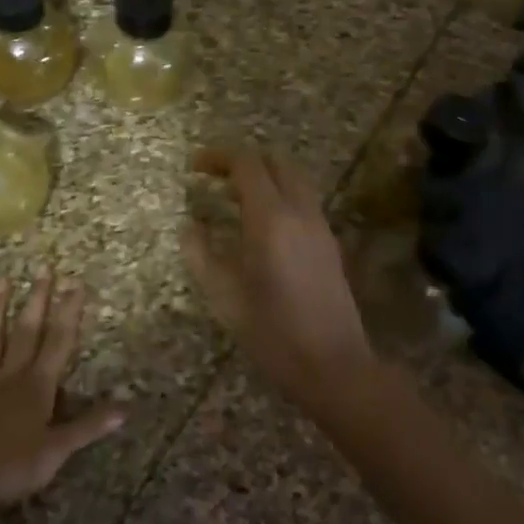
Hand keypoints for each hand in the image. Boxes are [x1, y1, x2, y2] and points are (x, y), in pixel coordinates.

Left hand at [0, 272, 125, 512]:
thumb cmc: (9, 468)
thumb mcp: (56, 451)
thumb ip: (89, 426)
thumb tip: (127, 407)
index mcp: (37, 388)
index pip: (58, 342)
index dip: (68, 312)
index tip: (75, 283)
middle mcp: (9, 378)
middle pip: (26, 332)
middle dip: (37, 300)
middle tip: (43, 268)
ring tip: (2, 280)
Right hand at [181, 146, 375, 405]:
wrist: (333, 365)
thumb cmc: (272, 333)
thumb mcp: (224, 296)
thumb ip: (201, 254)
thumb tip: (190, 226)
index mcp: (271, 218)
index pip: (247, 164)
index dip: (218, 157)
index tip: (194, 167)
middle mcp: (300, 212)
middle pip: (275, 162)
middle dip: (242, 161)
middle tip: (213, 177)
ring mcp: (320, 226)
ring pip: (294, 179)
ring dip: (264, 176)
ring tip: (232, 197)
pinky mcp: (329, 243)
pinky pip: (303, 200)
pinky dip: (279, 194)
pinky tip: (260, 223)